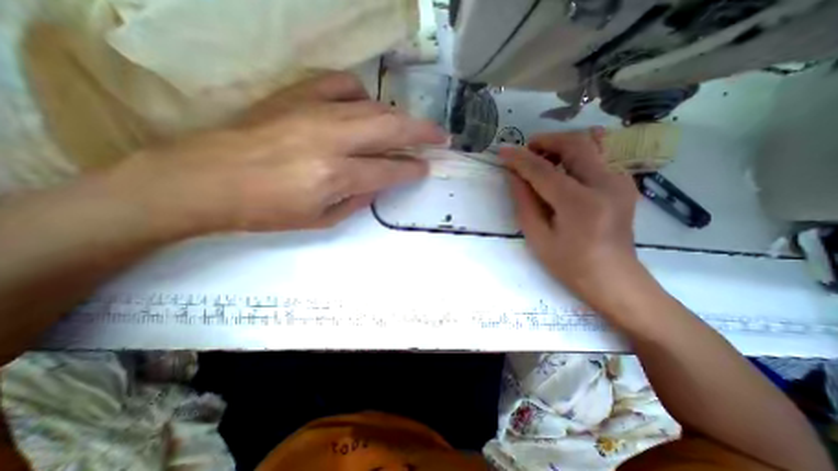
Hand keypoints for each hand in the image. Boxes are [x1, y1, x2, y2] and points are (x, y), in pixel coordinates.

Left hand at [104, 71, 447, 237]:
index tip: (426, 168)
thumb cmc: (265, 211)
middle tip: (441, 137)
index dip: (412, 169)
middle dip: (423, 133)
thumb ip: (358, 199)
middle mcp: (331, 138)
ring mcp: (313, 111)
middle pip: (391, 128)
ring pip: (373, 106)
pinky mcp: (295, 94)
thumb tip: (381, 182)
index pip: (390, 169)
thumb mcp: (321, 220)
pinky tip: (363, 107)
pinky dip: (361, 95)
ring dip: (399, 117)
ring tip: (409, 128)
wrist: (204, 179)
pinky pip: (340, 84)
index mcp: (335, 175)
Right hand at [499, 127, 642, 308]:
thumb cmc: (569, 263)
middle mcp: (606, 184)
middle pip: (575, 144)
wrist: (613, 277)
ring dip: (561, 144)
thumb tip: (513, 175)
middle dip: (546, 141)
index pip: (544, 170)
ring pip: (591, 144)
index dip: (520, 158)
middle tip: (526, 151)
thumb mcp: (537, 236)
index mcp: (580, 204)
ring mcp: (621, 181)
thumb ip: (524, 201)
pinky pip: (599, 156)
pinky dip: (576, 154)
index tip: (503, 151)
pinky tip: (562, 169)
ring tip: (542, 157)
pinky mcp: (624, 183)